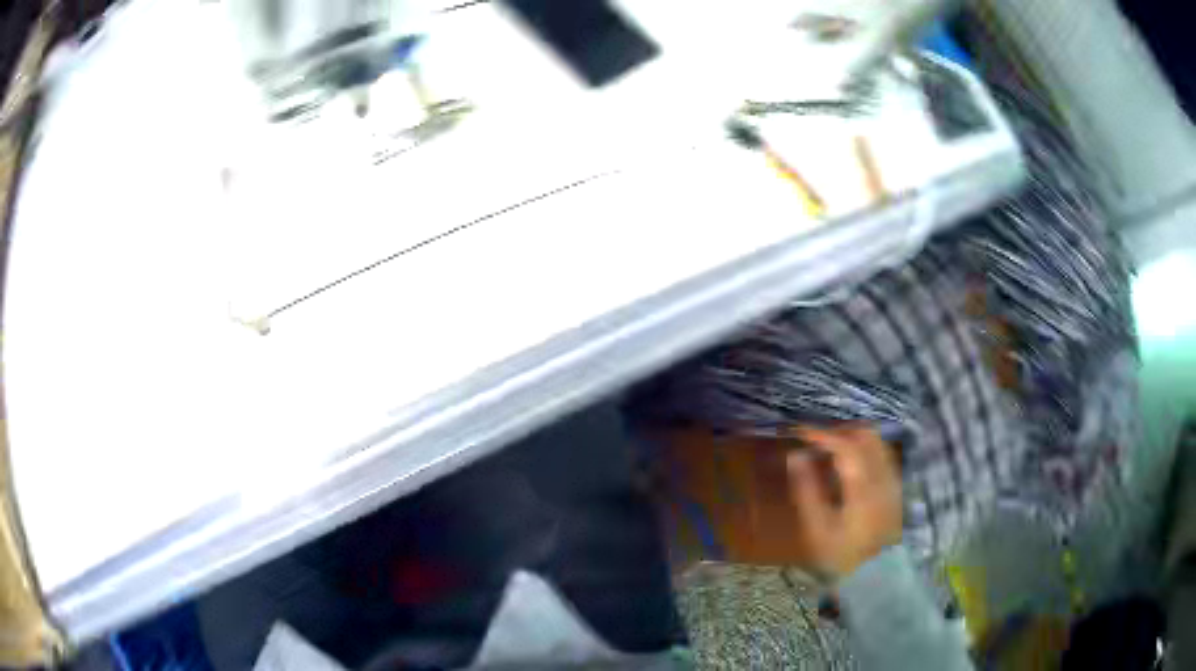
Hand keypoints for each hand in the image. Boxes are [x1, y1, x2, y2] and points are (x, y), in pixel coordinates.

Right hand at [785, 425, 902, 578]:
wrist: (872, 572)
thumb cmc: (839, 553)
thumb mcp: (816, 527)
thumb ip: (806, 489)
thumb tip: (795, 455)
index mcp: (863, 487)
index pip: (845, 446)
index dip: (821, 434)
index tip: (799, 431)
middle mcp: (883, 476)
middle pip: (866, 435)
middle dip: (839, 429)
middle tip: (815, 438)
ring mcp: (892, 479)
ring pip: (876, 440)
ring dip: (852, 436)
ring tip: (829, 447)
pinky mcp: (894, 485)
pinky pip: (881, 452)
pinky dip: (863, 447)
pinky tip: (848, 461)